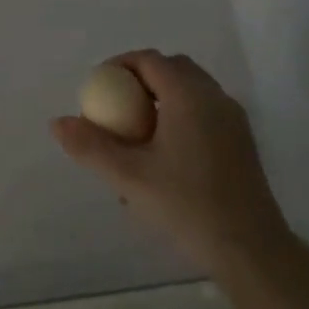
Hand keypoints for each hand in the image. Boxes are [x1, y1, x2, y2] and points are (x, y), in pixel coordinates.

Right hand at [52, 51, 291, 281]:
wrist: (250, 249)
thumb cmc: (187, 206)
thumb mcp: (129, 178)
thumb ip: (91, 146)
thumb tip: (58, 122)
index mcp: (189, 96)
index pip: (149, 60)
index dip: (119, 66)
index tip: (96, 90)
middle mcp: (214, 97)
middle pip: (172, 68)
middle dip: (139, 78)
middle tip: (114, 106)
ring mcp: (233, 118)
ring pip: (191, 89)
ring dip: (161, 96)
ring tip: (136, 131)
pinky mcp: (241, 140)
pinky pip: (204, 110)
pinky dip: (180, 113)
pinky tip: (165, 153)